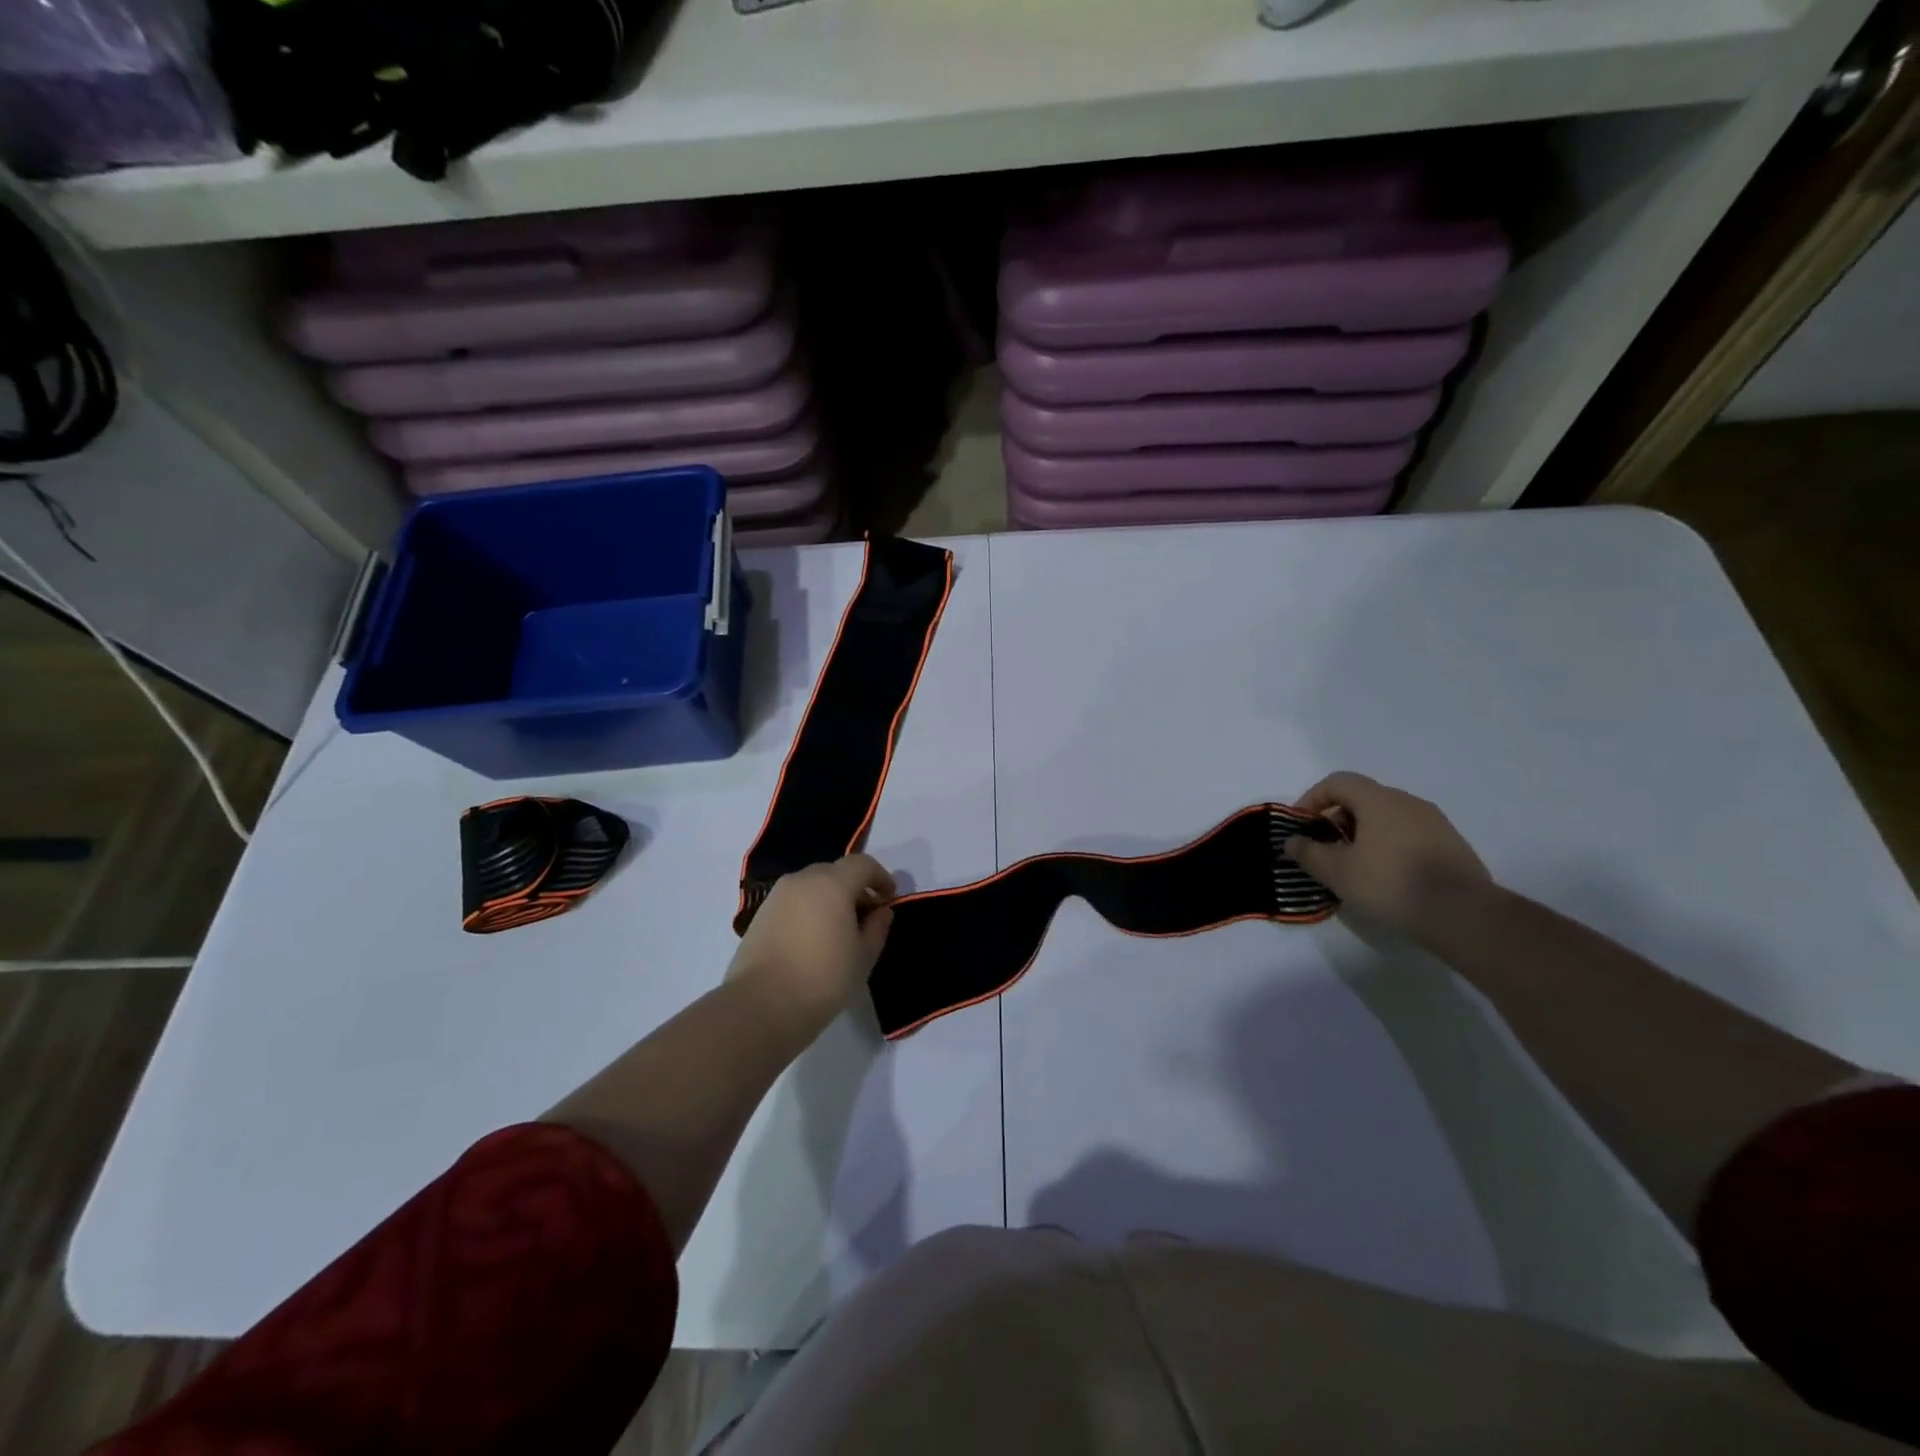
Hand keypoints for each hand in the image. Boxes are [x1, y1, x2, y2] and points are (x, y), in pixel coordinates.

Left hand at [727, 855, 895, 1035]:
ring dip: (830, 899)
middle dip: (854, 888)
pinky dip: (809, 910)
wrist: (761, 1005)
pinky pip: (794, 902)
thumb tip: (881, 911)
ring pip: (812, 886)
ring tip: (838, 930)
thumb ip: (877, 927)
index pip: (862, 864)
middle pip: (835, 872)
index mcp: (832, 883)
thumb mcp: (863, 956)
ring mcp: (777, 896)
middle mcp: (802, 880)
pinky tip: (813, 939)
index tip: (889, 898)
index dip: (880, 877)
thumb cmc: (823, 978)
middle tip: (866, 916)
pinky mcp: (760, 915)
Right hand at [1284, 772, 1490, 939]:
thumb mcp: (1337, 872)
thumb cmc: (1390, 884)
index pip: (1337, 782)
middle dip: (1337, 819)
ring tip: (1354, 866)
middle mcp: (1408, 802)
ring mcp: (1434, 822)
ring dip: (1363, 834)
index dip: (1312, 799)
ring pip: (1387, 817)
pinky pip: (1408, 834)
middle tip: (1325, 849)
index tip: (1302, 826)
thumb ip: (1309, 853)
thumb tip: (1291, 841)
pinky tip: (1386, 876)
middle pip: (1362, 798)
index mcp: (1378, 800)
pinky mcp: (1451, 844)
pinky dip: (1388, 845)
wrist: (1463, 914)